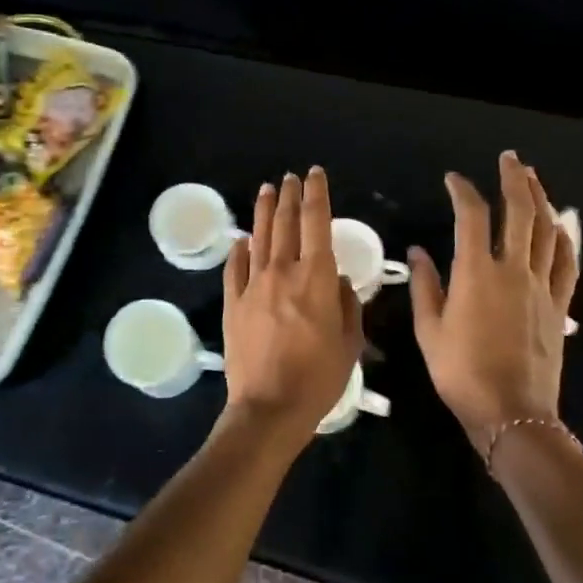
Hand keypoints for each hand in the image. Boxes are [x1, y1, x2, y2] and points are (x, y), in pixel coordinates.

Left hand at [222, 168, 362, 434]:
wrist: (269, 408)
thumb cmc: (319, 378)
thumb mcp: (350, 343)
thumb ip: (347, 305)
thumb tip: (340, 280)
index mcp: (317, 277)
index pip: (316, 221)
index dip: (317, 193)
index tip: (315, 174)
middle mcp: (283, 271)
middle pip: (285, 222)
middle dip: (289, 195)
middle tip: (290, 177)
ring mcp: (253, 285)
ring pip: (258, 237)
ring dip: (263, 210)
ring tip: (266, 190)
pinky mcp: (233, 303)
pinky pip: (235, 268)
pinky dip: (239, 250)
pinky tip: (241, 240)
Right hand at [408, 150, 578, 447]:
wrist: (512, 413)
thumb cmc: (461, 373)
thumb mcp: (429, 331)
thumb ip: (424, 286)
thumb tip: (418, 251)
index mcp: (476, 273)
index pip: (472, 216)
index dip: (463, 191)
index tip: (453, 179)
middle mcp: (513, 270)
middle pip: (520, 211)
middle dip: (515, 179)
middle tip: (509, 158)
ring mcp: (542, 287)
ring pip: (547, 231)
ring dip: (541, 199)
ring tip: (534, 179)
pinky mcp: (559, 306)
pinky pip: (567, 264)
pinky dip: (565, 239)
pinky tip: (560, 227)